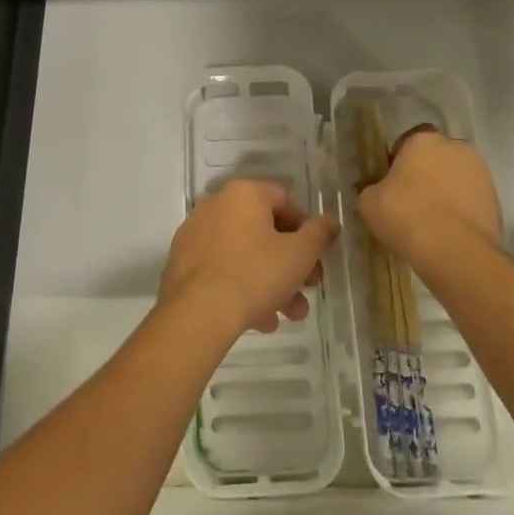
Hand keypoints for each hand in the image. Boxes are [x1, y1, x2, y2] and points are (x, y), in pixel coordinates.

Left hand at [160, 179, 338, 338]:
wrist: (198, 313)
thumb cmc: (256, 274)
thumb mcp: (299, 254)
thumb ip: (319, 234)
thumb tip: (330, 220)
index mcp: (244, 194)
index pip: (284, 201)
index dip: (305, 230)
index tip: (315, 259)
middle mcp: (217, 204)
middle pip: (263, 231)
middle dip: (290, 263)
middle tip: (307, 290)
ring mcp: (196, 233)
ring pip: (243, 254)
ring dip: (270, 282)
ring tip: (287, 315)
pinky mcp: (182, 262)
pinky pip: (221, 269)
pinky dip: (241, 287)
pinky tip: (259, 320)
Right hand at [357, 129, 501, 261]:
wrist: (454, 252)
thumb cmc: (406, 216)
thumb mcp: (368, 203)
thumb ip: (369, 190)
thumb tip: (373, 192)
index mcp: (424, 140)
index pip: (408, 141)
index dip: (398, 161)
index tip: (390, 183)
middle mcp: (456, 148)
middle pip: (436, 157)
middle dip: (426, 173)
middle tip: (411, 201)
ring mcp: (481, 173)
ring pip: (457, 177)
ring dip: (446, 191)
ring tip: (431, 221)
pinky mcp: (496, 201)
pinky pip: (471, 200)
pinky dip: (462, 211)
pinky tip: (449, 232)